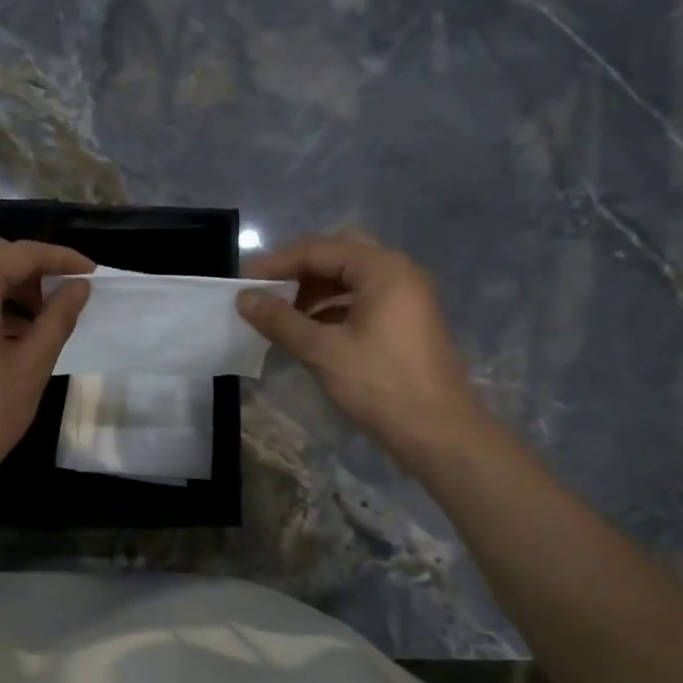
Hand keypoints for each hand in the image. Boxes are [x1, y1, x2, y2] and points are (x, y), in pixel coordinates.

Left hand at [0, 235, 91, 496]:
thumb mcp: (32, 363)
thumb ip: (58, 317)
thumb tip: (79, 287)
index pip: (19, 253)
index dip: (59, 258)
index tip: (90, 272)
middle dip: (30, 267)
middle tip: (60, 295)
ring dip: (8, 284)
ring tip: (41, 320)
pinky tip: (12, 334)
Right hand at [237, 234, 479, 467]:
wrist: (439, 433)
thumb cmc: (380, 385)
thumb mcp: (323, 351)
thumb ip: (280, 321)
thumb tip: (243, 299)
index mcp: (382, 269)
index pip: (319, 250)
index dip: (276, 263)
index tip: (243, 281)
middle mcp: (398, 272)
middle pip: (337, 256)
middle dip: (298, 272)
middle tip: (266, 290)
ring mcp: (406, 297)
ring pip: (350, 279)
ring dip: (314, 291)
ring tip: (281, 314)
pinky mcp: (406, 321)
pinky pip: (362, 300)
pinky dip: (332, 308)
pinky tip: (308, 330)